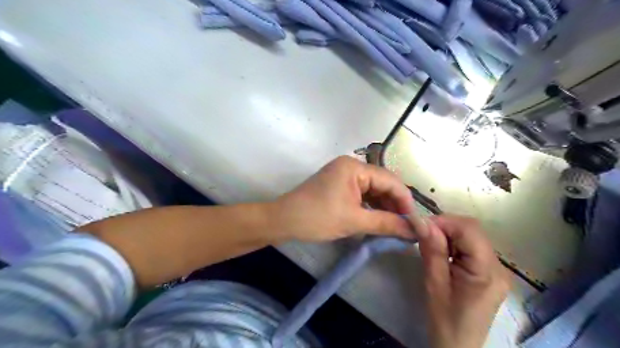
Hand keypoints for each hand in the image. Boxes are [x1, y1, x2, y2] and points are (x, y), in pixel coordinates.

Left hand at [272, 156, 412, 242]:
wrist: (284, 221)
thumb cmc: (318, 218)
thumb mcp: (354, 221)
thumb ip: (386, 223)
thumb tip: (413, 230)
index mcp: (355, 167)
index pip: (390, 181)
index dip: (405, 201)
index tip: (415, 222)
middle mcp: (351, 166)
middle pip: (382, 184)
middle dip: (395, 205)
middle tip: (406, 226)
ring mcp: (343, 174)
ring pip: (373, 190)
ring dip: (384, 207)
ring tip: (395, 226)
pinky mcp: (339, 185)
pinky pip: (362, 194)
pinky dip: (371, 206)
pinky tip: (379, 220)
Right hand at [419, 215, 510, 347]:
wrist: (459, 345)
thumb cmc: (445, 319)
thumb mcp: (434, 284)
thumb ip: (432, 250)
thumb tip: (422, 221)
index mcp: (487, 272)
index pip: (469, 230)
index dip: (443, 222)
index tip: (420, 226)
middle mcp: (499, 267)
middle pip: (473, 230)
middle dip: (445, 226)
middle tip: (423, 234)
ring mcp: (497, 269)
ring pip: (472, 235)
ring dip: (449, 233)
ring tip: (431, 245)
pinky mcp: (490, 271)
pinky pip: (472, 246)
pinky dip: (454, 242)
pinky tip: (443, 253)